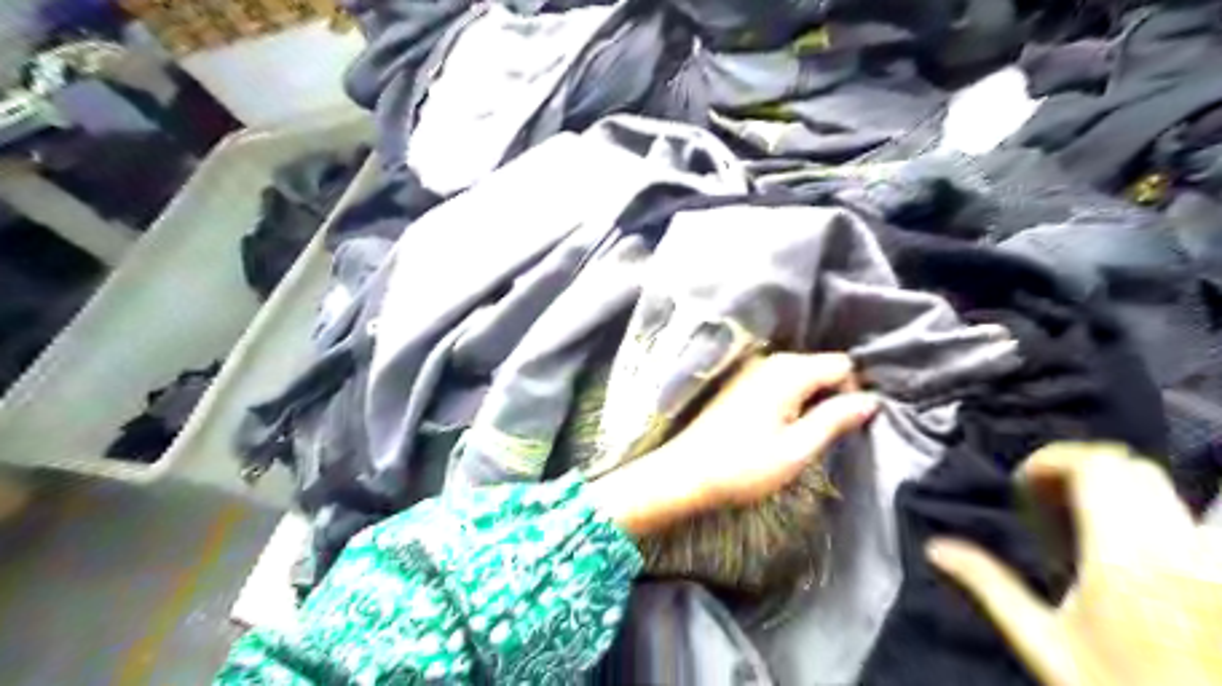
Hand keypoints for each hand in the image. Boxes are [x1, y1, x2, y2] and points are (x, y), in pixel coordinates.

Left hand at [584, 356, 879, 538]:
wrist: (685, 473)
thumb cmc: (743, 466)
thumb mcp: (797, 449)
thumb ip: (835, 419)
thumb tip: (870, 400)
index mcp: (788, 371)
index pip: (842, 364)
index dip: (852, 392)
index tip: (845, 427)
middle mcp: (770, 360)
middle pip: (820, 367)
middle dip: (831, 396)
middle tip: (824, 436)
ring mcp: (751, 370)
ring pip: (801, 375)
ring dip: (810, 401)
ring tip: (802, 436)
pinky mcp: (739, 383)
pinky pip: (780, 382)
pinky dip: (790, 400)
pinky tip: (780, 429)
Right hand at [932, 443, 1221, 685]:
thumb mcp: (1041, 641)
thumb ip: (989, 585)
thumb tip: (935, 548)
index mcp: (1122, 559)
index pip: (1097, 468)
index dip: (1053, 460)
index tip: (1025, 483)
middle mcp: (1175, 550)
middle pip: (1130, 468)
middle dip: (1082, 467)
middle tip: (1049, 496)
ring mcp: (1210, 563)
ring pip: (1165, 488)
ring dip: (1117, 485)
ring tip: (1085, 514)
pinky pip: (1189, 517)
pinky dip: (1151, 508)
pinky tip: (1129, 538)